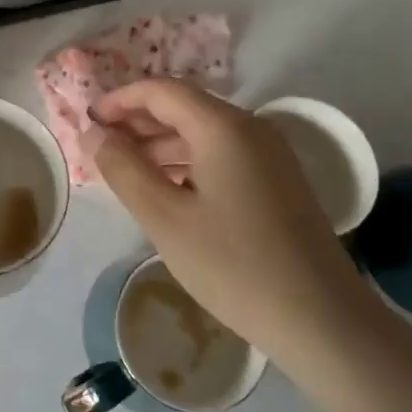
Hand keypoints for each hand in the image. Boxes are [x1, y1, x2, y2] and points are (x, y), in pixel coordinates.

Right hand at [84, 79, 369, 360]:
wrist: (323, 320)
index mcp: (223, 128)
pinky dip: (187, 162)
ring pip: (203, 133)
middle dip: (138, 121)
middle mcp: (250, 129)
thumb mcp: (165, 218)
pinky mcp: (278, 181)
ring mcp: (269, 155)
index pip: (162, 91)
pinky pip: (222, 155)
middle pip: (184, 107)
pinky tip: (168, 191)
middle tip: (101, 147)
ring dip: (161, 143)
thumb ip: (124, 169)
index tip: (88, 122)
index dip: (120, 100)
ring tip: (126, 171)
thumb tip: (95, 134)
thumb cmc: (234, 265)